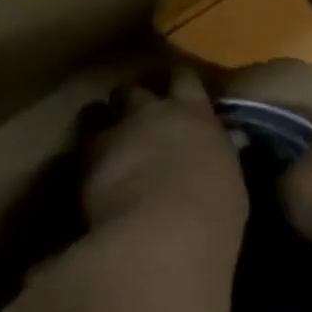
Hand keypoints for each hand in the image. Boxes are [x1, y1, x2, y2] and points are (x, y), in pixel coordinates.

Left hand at [82, 65, 248, 245]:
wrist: (161, 233)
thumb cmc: (211, 214)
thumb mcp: (228, 179)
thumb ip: (217, 155)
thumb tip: (221, 146)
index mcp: (195, 114)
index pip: (185, 78)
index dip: (178, 81)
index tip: (177, 88)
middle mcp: (154, 112)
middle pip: (136, 89)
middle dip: (134, 101)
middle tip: (137, 118)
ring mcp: (118, 129)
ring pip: (102, 110)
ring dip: (105, 122)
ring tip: (108, 141)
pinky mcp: (87, 154)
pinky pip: (83, 144)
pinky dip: (87, 154)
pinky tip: (92, 171)